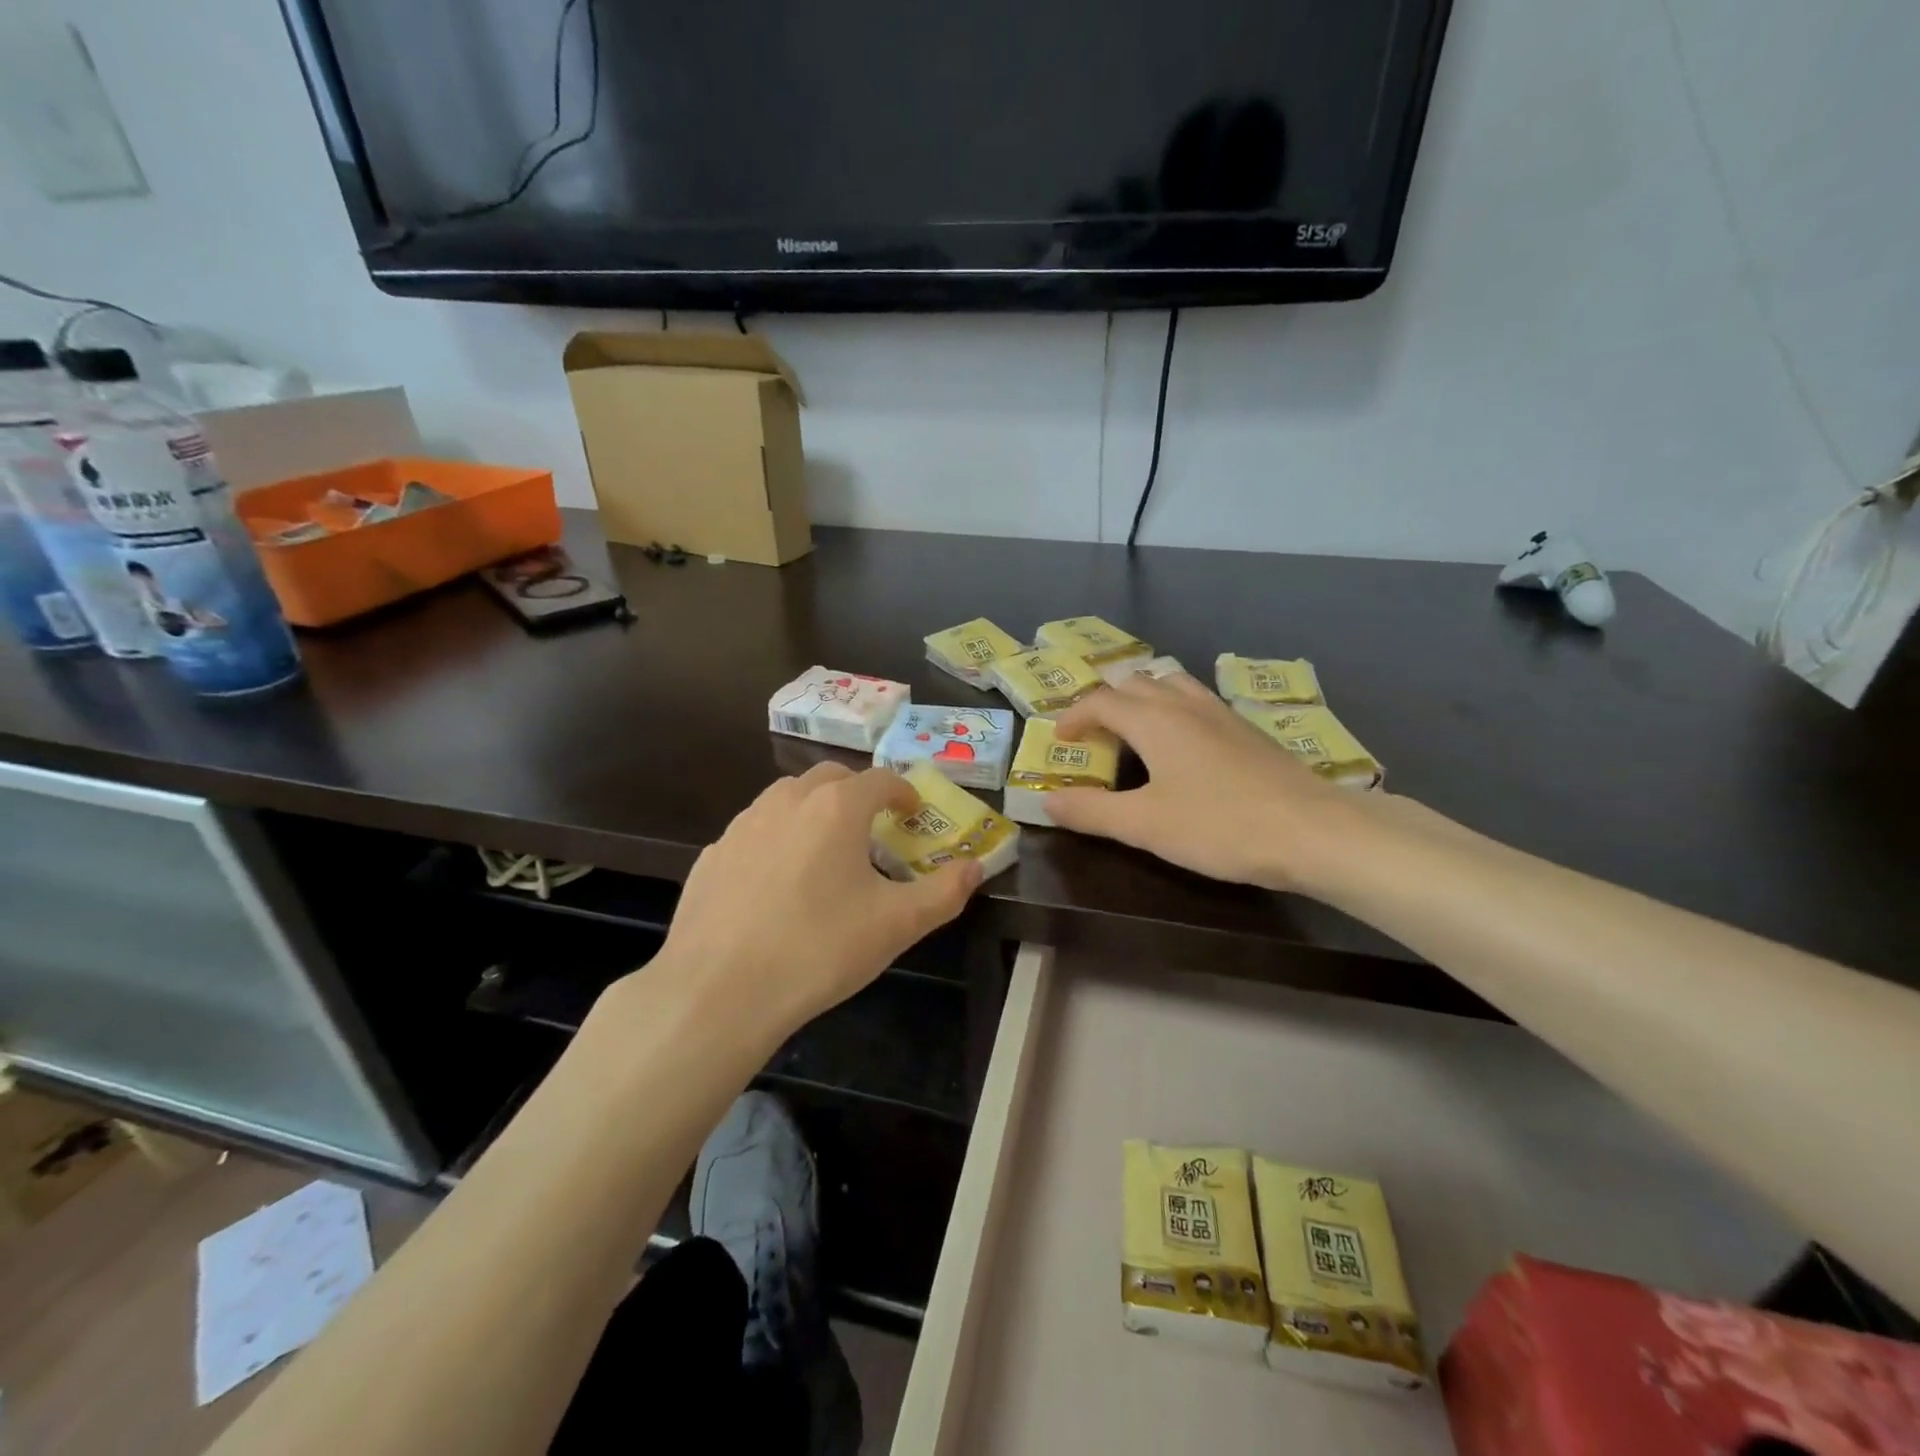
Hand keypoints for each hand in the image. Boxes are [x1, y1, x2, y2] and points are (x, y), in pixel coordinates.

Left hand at [639, 763, 980, 1039]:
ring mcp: (743, 825)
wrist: (718, 991)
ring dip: (814, 810)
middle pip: (830, 777)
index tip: (913, 812)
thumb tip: (974, 867)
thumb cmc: (819, 949)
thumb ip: (944, 892)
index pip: (880, 779)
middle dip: (857, 793)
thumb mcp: (897, 925)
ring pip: (787, 799)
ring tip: (825, 851)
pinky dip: (776, 840)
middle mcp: (787, 802)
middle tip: (872, 828)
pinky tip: (776, 884)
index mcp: (836, 808)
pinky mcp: (713, 855)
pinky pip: (755, 833)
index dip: (903, 791)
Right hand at [1046, 673, 1372, 893]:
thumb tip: (1047, 802)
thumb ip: (1092, 811)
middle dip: (1106, 702)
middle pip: (1136, 683)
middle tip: (1093, 734)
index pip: (1101, 701)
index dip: (1074, 716)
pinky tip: (1185, 744)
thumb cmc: (1220, 826)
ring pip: (1172, 684)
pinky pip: (1198, 702)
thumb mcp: (1145, 825)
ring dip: (1143, 698)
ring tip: (1134, 727)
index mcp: (1154, 720)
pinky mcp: (1248, 730)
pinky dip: (1174, 709)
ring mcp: (1222, 714)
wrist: (1314, 831)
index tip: (1060, 740)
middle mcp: (1185, 705)